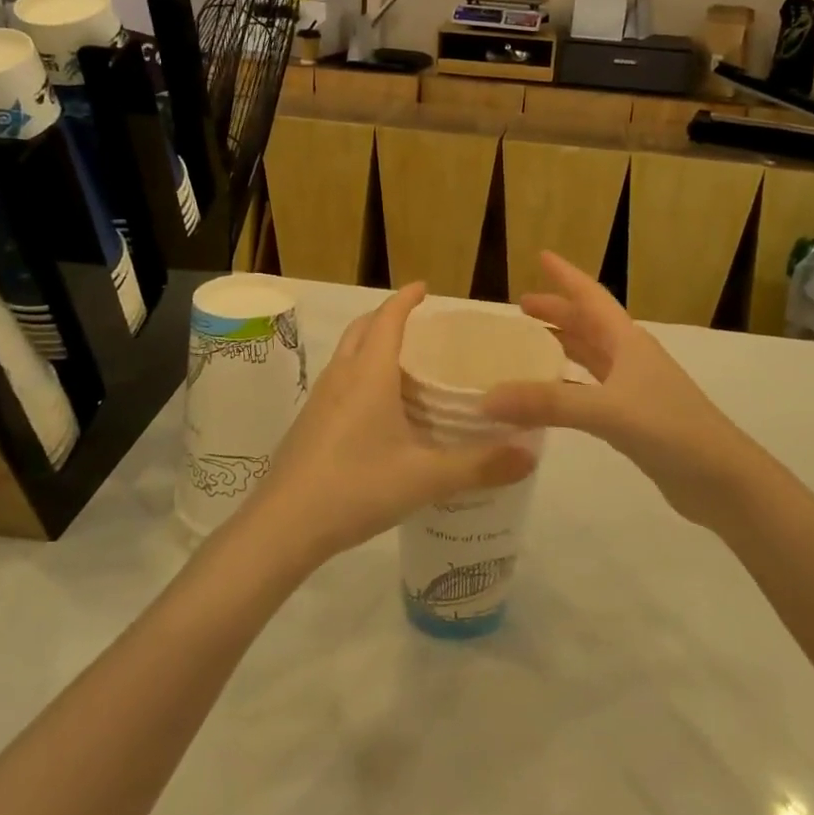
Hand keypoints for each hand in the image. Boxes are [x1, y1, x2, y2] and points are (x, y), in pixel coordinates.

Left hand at [239, 284, 536, 565]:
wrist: (282, 527)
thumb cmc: (356, 487)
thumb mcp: (425, 478)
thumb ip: (480, 466)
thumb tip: (531, 454)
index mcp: (369, 374)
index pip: (388, 318)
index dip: (406, 299)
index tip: (424, 287)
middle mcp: (342, 376)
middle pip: (363, 328)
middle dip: (388, 316)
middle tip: (419, 324)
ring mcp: (320, 399)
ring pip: (347, 354)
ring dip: (371, 344)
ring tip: (403, 363)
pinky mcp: (309, 423)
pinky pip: (339, 380)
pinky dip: (360, 373)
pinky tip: (377, 409)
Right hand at [481, 252, 765, 529]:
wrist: (723, 480)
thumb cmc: (671, 429)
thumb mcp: (607, 410)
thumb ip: (548, 403)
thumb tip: (488, 397)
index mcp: (627, 342)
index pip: (591, 297)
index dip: (566, 276)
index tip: (540, 255)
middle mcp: (630, 358)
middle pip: (588, 325)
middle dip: (557, 312)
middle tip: (521, 307)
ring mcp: (633, 389)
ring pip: (590, 357)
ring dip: (562, 346)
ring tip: (528, 346)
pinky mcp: (633, 420)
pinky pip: (590, 391)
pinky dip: (567, 386)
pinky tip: (549, 396)